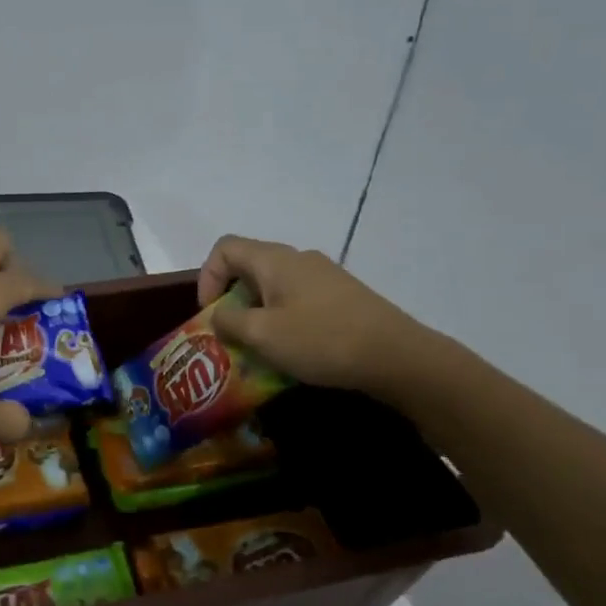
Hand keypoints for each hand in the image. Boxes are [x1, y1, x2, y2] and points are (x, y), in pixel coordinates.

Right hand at [198, 235, 432, 394]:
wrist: (398, 356)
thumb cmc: (321, 340)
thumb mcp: (263, 335)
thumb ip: (229, 322)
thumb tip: (219, 316)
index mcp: (274, 260)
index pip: (224, 248)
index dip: (207, 277)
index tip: (212, 314)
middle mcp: (298, 258)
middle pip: (249, 267)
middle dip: (232, 300)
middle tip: (232, 336)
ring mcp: (324, 275)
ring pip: (275, 286)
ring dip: (259, 313)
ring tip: (261, 348)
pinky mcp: (343, 296)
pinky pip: (299, 299)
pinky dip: (284, 319)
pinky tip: (295, 349)